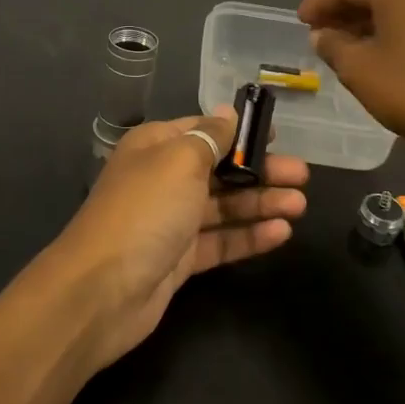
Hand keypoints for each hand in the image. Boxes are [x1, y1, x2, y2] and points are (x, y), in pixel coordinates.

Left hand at [45, 108, 308, 370]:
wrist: (102, 290)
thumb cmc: (145, 210)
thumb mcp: (180, 161)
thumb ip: (210, 137)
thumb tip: (228, 113)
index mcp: (156, 147)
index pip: (204, 129)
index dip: (239, 131)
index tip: (277, 135)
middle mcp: (163, 179)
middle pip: (219, 169)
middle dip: (260, 170)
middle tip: (302, 176)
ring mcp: (170, 221)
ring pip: (223, 207)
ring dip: (261, 203)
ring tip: (301, 205)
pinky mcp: (179, 259)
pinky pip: (220, 241)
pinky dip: (248, 236)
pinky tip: (282, 233)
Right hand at [298, 0, 404, 164]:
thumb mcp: (358, 69)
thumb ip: (332, 45)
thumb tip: (322, 35)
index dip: (319, 2)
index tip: (300, 20)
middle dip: (344, 10)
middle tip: (318, 31)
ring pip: (398, 4)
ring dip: (368, 20)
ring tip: (343, 43)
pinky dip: (394, 28)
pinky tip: (379, 50)